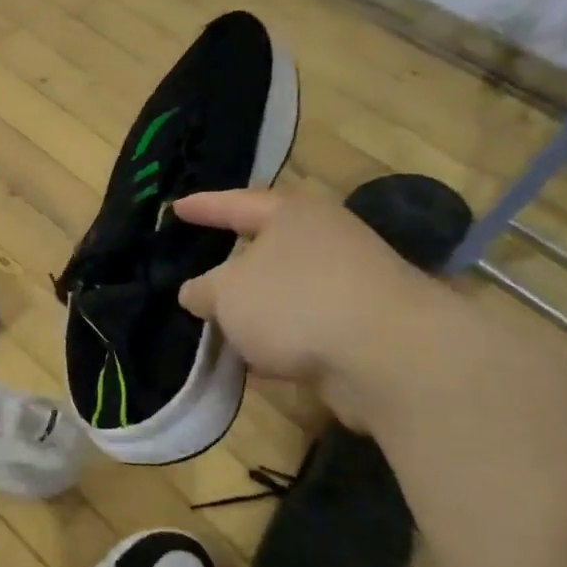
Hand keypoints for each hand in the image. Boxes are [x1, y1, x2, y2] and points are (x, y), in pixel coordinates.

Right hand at [173, 187, 447, 427]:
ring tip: (218, 326)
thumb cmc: (295, 303)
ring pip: (285, 292)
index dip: (202, 207)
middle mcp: (325, 240)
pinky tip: (255, 363)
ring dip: (255, 311)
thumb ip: (202, 290)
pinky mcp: (363, 327)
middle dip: (231, 265)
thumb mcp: (226, 293)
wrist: (391, 358)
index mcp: (292, 214)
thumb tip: (197, 294)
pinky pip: (305, 328)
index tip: (175, 208)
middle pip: (266, 248)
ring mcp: (350, 284)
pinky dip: (279, 341)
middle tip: (197, 270)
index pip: (235, 203)